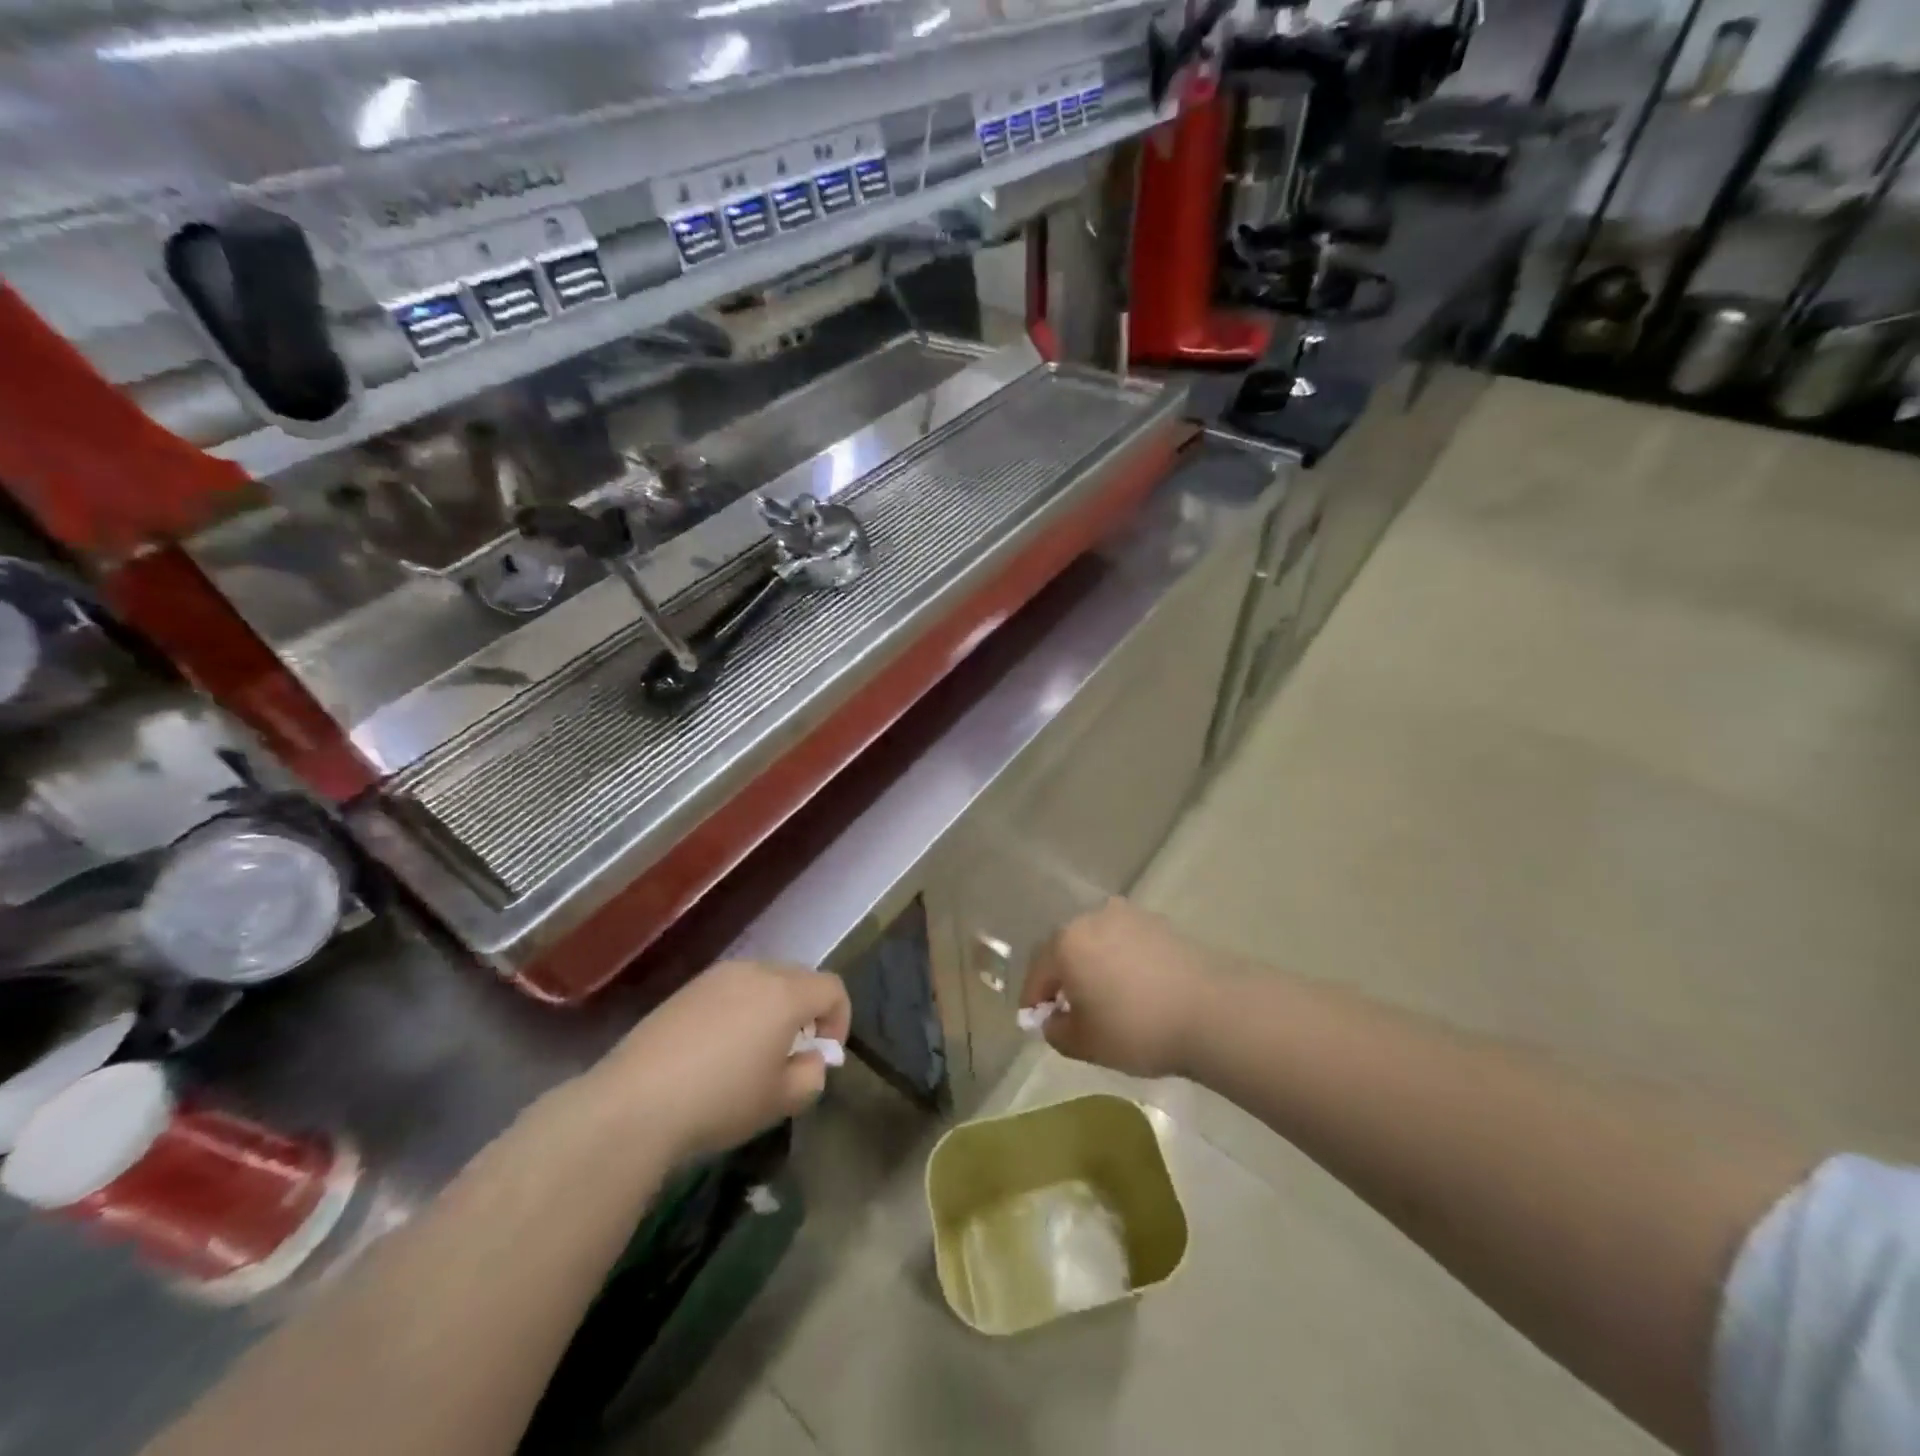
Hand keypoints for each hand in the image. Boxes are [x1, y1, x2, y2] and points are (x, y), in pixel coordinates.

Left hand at [591, 961, 850, 1163]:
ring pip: (764, 981)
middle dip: (807, 1012)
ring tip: (754, 1053)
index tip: (822, 1057)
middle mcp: (756, 971)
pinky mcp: (687, 989)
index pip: (833, 988)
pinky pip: (730, 989)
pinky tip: (717, 1050)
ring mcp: (717, 976)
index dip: (839, 1021)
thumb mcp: (781, 1101)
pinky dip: (740, 1010)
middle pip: (799, 978)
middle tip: (791, 1055)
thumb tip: (810, 1060)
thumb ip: (811, 1076)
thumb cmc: (721, 1100)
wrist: (635, 1103)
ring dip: (772, 1008)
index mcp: (786, 993)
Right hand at [1019, 899, 1221, 1078]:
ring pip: (1098, 943)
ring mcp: (1129, 916)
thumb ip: (1057, 1031)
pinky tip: (1135, 991)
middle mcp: (1092, 918)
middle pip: (1066, 949)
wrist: (1212, 1010)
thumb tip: (1053, 1019)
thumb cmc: (1136, 1027)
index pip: (1038, 970)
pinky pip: (1127, 944)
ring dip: (1093, 967)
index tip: (1035, 1022)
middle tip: (1067, 1010)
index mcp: (1066, 942)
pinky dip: (1122, 963)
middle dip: (1063, 978)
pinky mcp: (1160, 924)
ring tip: (1105, 1000)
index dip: (1033, 999)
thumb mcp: (1086, 1043)